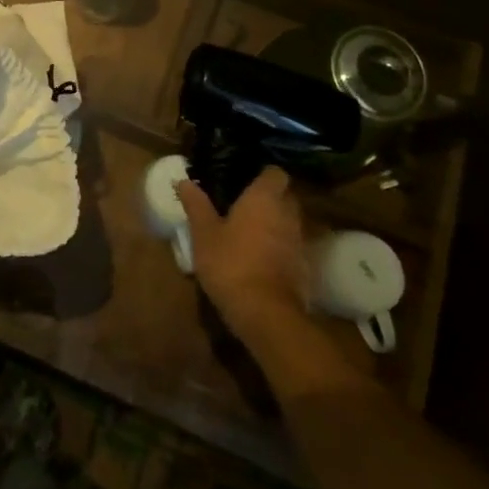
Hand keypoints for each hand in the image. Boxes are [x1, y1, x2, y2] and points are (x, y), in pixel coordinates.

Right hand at [178, 167, 315, 344]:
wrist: (266, 314)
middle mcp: (288, 215)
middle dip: (269, 199)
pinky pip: (292, 248)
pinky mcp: (304, 268)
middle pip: (285, 197)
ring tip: (249, 234)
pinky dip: (280, 249)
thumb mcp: (203, 233)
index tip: (245, 180)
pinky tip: (260, 260)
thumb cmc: (231, 264)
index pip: (276, 173)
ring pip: (289, 223)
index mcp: (264, 198)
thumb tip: (183, 180)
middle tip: (243, 206)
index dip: (263, 175)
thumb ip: (196, 205)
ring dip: (275, 225)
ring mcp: (300, 242)